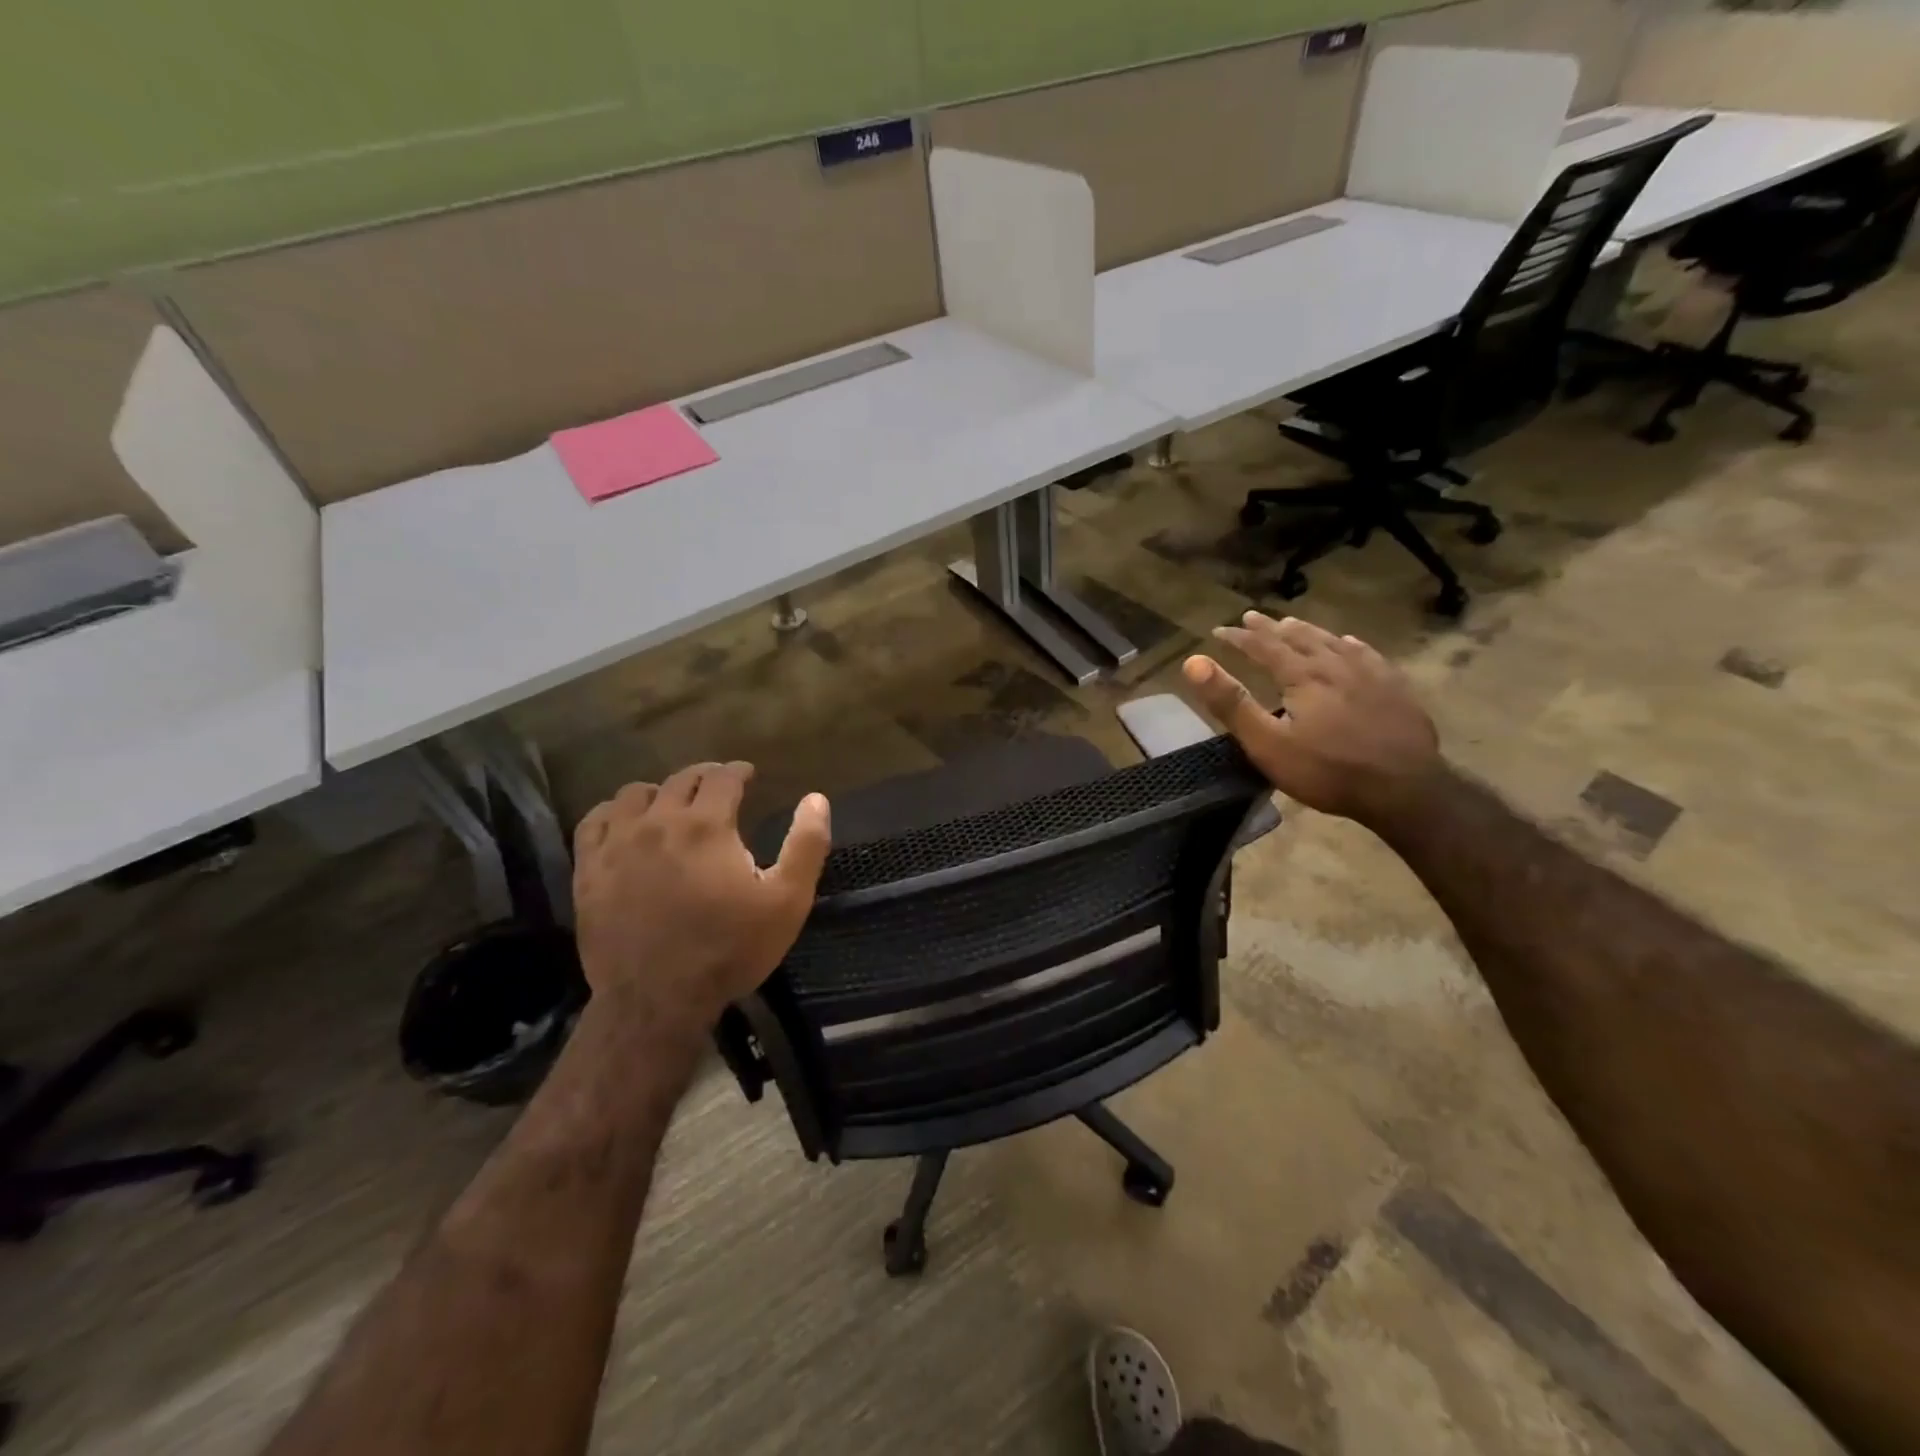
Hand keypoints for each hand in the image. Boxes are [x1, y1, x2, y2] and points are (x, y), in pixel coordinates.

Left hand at [571, 762, 830, 1040]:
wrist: (657, 1000)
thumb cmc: (730, 949)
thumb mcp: (787, 901)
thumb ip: (806, 845)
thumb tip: (816, 799)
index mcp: (707, 825)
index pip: (722, 777)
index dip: (738, 771)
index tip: (748, 774)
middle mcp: (659, 822)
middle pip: (681, 780)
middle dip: (705, 777)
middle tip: (718, 786)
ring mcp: (617, 844)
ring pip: (635, 794)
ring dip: (660, 792)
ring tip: (672, 804)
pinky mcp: (589, 870)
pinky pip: (594, 821)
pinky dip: (614, 812)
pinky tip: (625, 823)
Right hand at [1182, 612, 1439, 827]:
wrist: (1404, 789)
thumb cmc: (1327, 771)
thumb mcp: (1267, 743)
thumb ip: (1231, 703)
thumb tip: (1194, 662)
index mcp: (1302, 676)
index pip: (1263, 646)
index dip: (1239, 637)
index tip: (1218, 630)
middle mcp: (1335, 664)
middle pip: (1298, 637)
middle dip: (1270, 628)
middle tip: (1251, 617)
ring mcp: (1371, 674)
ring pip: (1332, 641)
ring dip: (1307, 631)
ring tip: (1292, 623)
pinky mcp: (1396, 688)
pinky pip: (1367, 654)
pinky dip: (1348, 644)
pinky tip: (1349, 644)